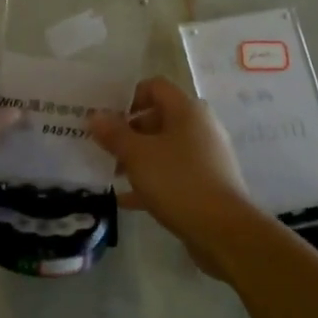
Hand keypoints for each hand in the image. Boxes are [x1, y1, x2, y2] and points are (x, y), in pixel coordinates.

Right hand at [88, 77, 258, 267]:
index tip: (106, 117)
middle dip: (128, 131)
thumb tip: (94, 116)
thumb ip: (114, 134)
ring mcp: (205, 156)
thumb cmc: (177, 181)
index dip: (128, 96)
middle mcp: (200, 127)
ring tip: (112, 173)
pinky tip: (126, 199)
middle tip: (103, 147)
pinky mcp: (205, 182)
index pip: (154, 87)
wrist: (222, 229)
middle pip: (158, 118)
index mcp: (187, 110)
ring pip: (163, 148)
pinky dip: (150, 181)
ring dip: (137, 158)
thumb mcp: (137, 155)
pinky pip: (171, 173)